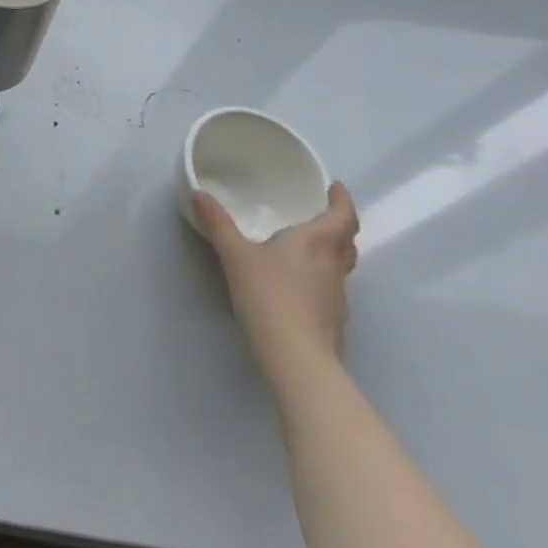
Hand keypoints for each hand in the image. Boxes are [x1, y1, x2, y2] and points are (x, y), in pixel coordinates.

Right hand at [194, 183, 359, 388]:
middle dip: (338, 225)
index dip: (342, 200)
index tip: (335, 187)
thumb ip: (218, 224)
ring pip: (341, 266)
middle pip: (347, 241)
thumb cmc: (269, 298)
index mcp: (316, 243)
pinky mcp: (333, 322)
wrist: (298, 360)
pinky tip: (298, 285)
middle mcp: (333, 266)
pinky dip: (321, 278)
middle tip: (321, 214)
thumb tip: (200, 193)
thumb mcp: (236, 256)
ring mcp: (337, 297)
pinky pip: (331, 289)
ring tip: (306, 246)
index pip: (342, 216)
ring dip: (331, 252)